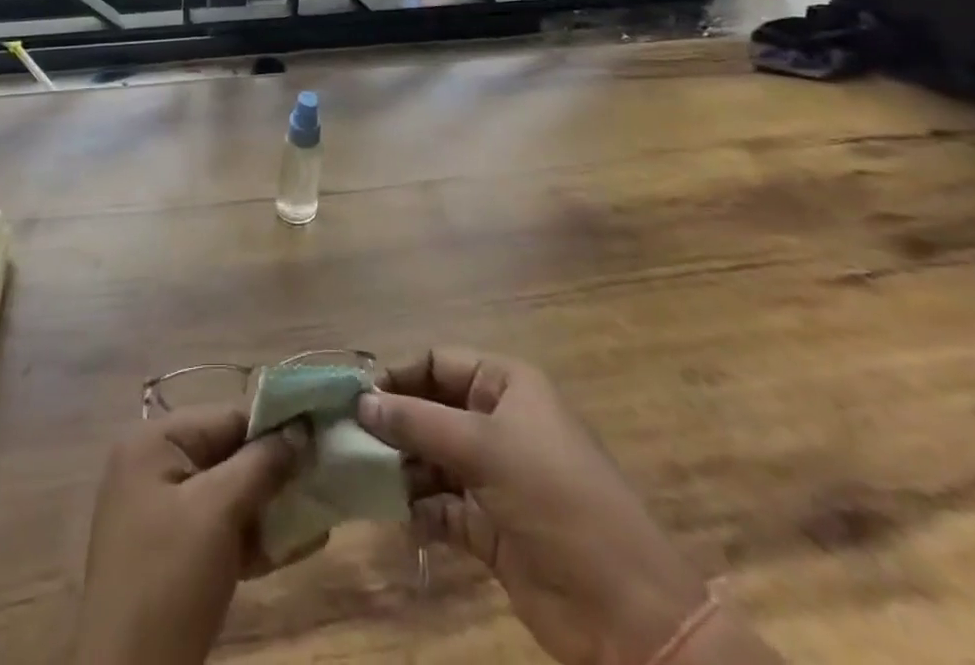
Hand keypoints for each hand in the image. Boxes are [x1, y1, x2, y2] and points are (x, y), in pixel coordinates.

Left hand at [69, 405, 310, 664]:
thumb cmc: (170, 578)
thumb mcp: (219, 512)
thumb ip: (261, 463)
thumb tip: (300, 428)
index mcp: (153, 441)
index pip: (226, 417)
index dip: (274, 428)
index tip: (319, 441)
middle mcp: (152, 465)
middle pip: (226, 454)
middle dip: (274, 472)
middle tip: (323, 482)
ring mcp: (157, 511)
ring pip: (225, 494)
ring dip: (268, 507)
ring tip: (316, 517)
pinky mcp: (169, 553)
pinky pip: (216, 528)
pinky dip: (250, 536)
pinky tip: (293, 547)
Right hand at [358, 349, 742, 664]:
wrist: (626, 612)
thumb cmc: (555, 499)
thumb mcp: (484, 448)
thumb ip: (417, 422)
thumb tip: (360, 401)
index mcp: (505, 385)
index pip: (438, 362)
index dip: (398, 374)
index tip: (355, 395)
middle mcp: (497, 421)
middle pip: (430, 409)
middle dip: (393, 423)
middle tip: (348, 438)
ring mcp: (494, 475)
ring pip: (431, 457)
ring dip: (400, 467)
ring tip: (362, 477)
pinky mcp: (489, 525)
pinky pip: (440, 504)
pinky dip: (417, 508)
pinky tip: (396, 515)